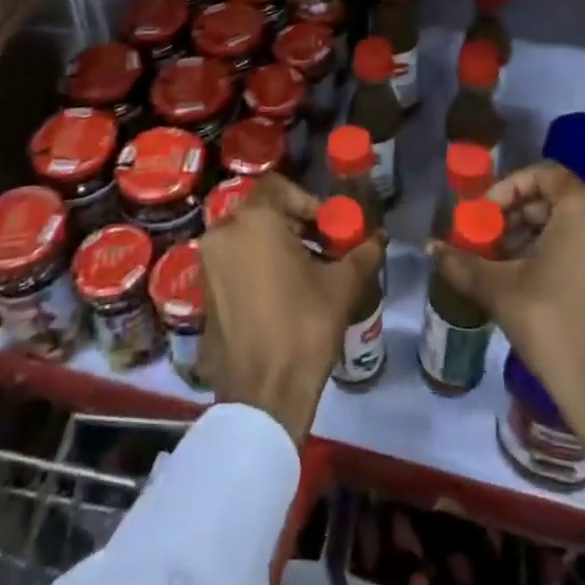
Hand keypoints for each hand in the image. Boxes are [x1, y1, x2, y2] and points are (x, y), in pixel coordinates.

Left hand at [199, 175, 386, 442]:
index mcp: (254, 220)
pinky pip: (233, 261)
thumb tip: (380, 237)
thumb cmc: (303, 328)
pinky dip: (256, 265)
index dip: (308, 202)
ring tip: (306, 273)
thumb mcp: (342, 286)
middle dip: (294, 224)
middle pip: (262, 211)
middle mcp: (223, 232)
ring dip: (275, 245)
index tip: (328, 228)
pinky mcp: (203, 291)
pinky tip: (281, 294)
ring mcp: (207, 263)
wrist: (262, 397)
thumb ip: (363, 252)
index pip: (280, 187)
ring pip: (247, 236)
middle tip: (322, 248)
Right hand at [429, 163, 584, 463]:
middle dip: (517, 215)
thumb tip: (429, 247)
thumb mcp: (500, 289)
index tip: (484, 214)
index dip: (507, 189)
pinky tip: (531, 279)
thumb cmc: (553, 325)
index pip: (542, 174)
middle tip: (488, 238)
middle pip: (556, 198)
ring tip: (503, 262)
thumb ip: (462, 262)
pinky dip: (560, 250)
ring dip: (535, 234)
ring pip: (573, 223)